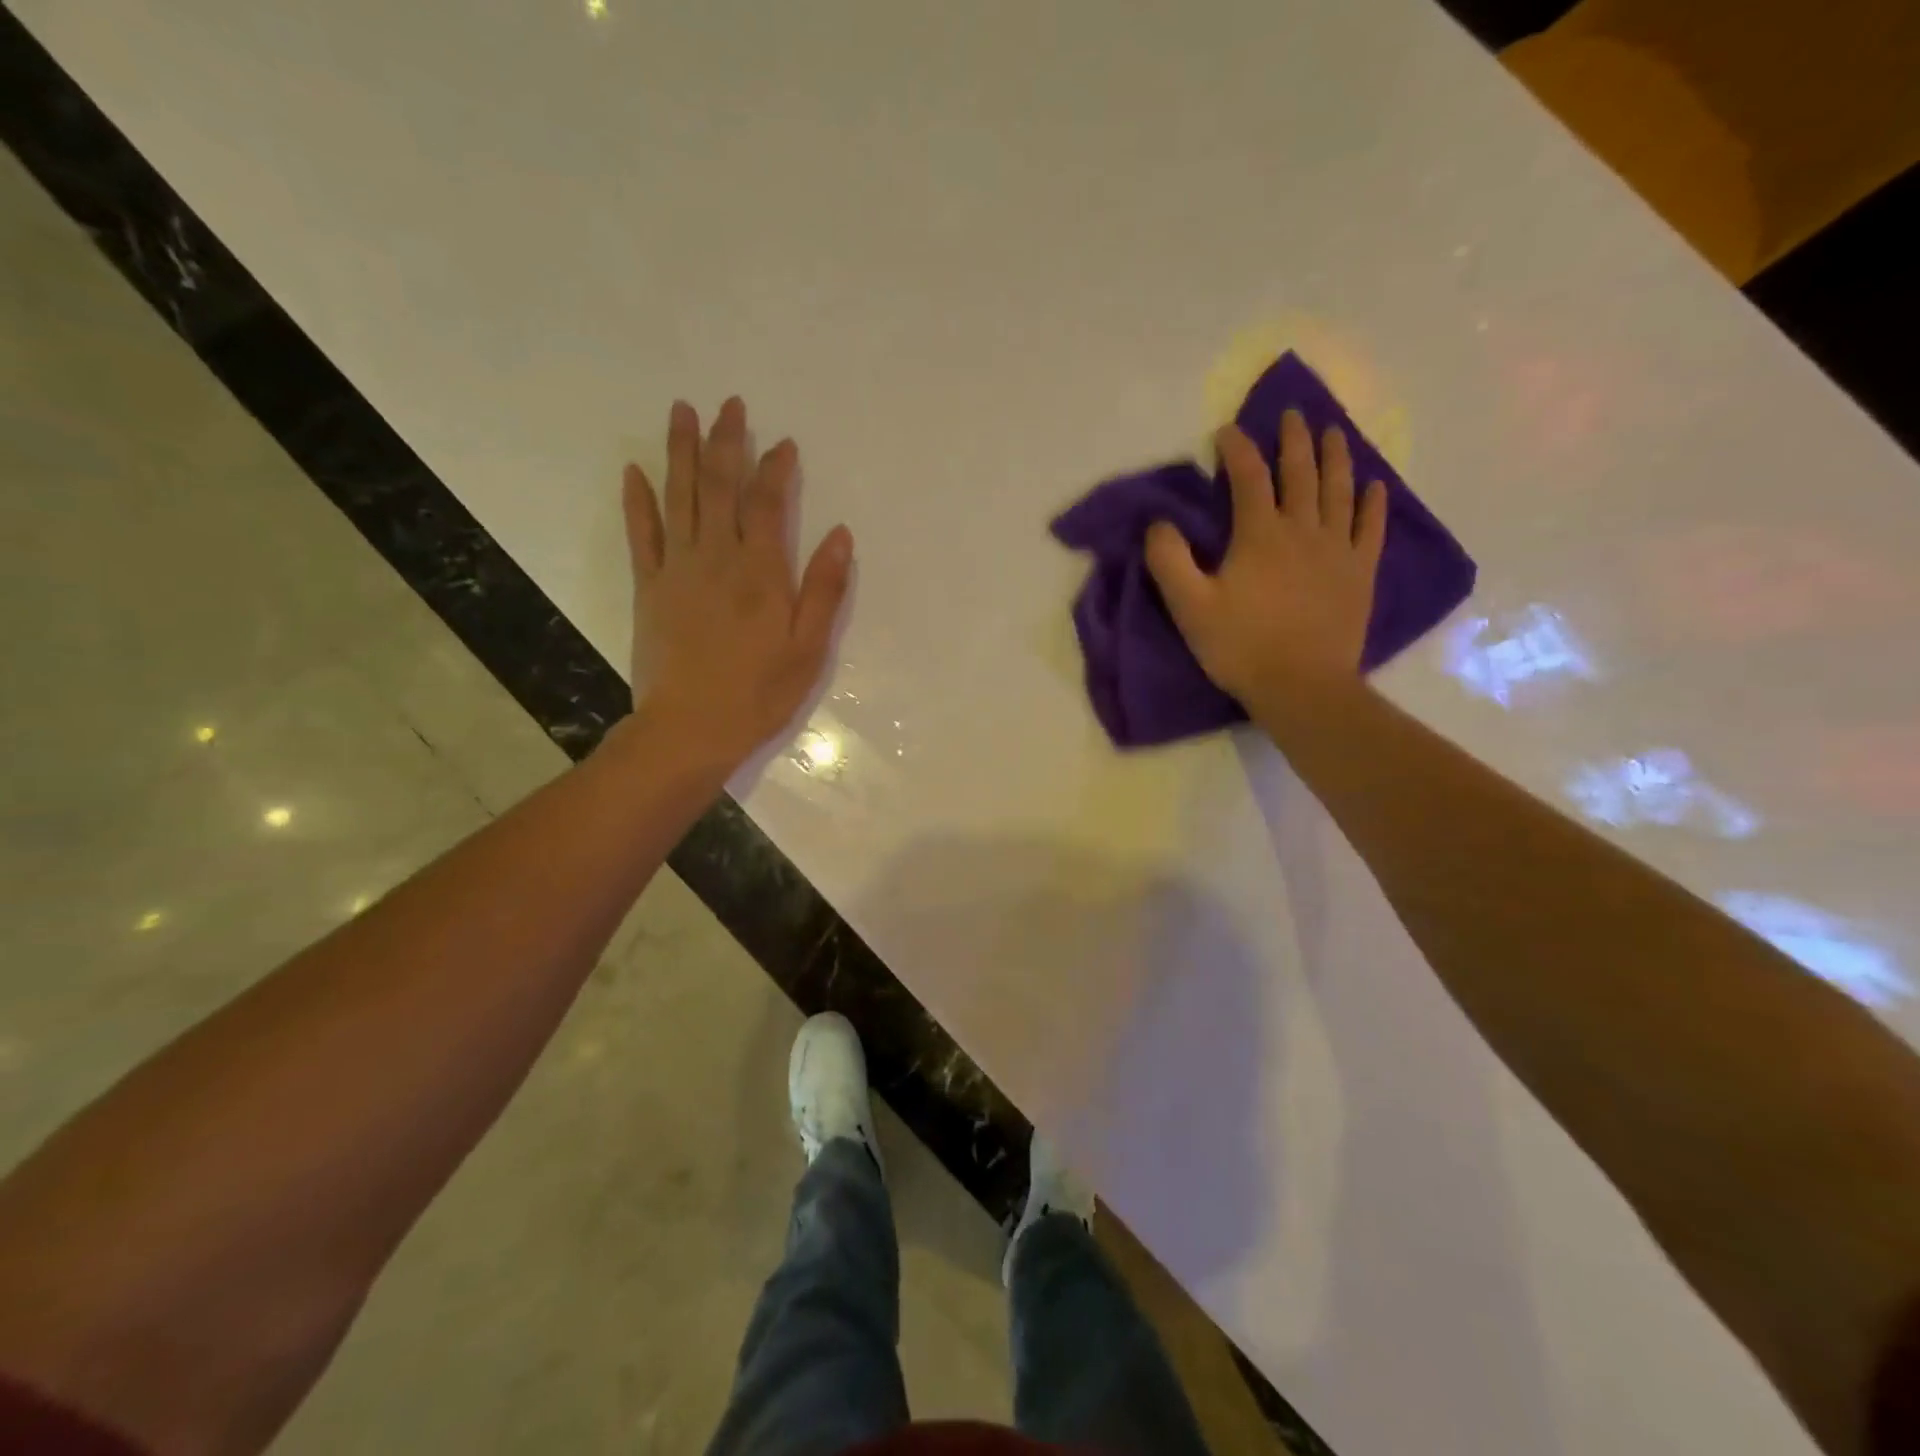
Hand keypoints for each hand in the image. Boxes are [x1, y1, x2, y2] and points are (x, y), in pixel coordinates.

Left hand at [623, 397, 851, 766]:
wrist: (689, 729)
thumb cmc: (759, 693)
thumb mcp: (808, 649)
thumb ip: (823, 590)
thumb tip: (840, 535)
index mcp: (760, 572)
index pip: (767, 503)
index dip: (775, 468)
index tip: (782, 443)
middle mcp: (716, 557)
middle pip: (719, 486)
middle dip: (726, 442)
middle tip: (729, 404)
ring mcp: (676, 569)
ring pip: (678, 497)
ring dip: (680, 452)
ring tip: (681, 411)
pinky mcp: (648, 588)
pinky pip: (641, 534)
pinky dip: (637, 501)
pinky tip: (635, 471)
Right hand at [1145, 411, 1385, 704]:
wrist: (1301, 686)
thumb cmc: (1240, 647)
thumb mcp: (1188, 607)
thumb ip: (1168, 560)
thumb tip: (1159, 523)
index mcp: (1259, 534)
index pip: (1248, 476)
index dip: (1237, 448)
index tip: (1226, 431)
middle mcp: (1303, 529)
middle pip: (1300, 472)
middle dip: (1294, 439)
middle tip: (1292, 414)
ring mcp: (1338, 549)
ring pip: (1339, 490)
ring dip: (1336, 456)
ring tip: (1333, 432)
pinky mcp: (1360, 572)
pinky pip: (1372, 527)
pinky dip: (1373, 502)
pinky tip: (1374, 486)